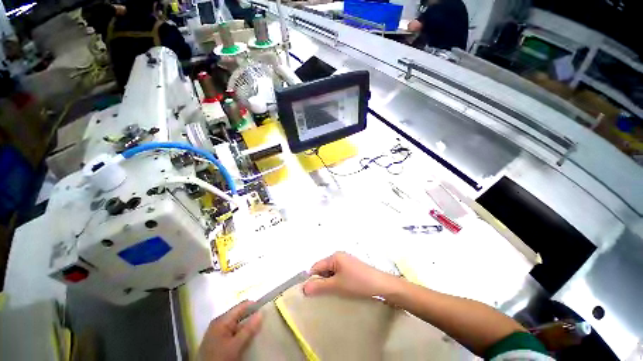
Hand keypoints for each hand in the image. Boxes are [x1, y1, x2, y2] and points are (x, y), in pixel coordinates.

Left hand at [199, 301, 262, 360]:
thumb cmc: (219, 358)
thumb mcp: (235, 346)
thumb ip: (248, 329)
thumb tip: (261, 313)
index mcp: (221, 320)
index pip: (241, 306)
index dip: (254, 305)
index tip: (266, 308)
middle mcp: (219, 322)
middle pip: (239, 314)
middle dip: (251, 316)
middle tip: (265, 319)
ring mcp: (218, 332)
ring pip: (237, 324)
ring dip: (247, 326)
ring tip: (259, 328)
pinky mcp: (218, 341)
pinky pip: (233, 332)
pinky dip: (242, 333)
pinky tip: (249, 337)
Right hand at [303, 252, 397, 297]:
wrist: (380, 284)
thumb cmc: (357, 283)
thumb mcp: (336, 285)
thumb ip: (319, 286)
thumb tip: (303, 288)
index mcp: (334, 257)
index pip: (316, 266)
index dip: (312, 278)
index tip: (311, 293)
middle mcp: (339, 256)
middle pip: (323, 268)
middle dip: (321, 280)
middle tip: (323, 295)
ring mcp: (346, 261)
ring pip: (331, 271)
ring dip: (329, 282)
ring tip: (333, 293)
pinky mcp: (351, 267)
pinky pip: (339, 273)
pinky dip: (336, 281)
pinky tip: (341, 289)